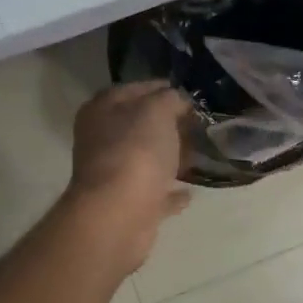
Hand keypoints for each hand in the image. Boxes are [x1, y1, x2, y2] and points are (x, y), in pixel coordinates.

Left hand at [61, 82, 193, 271]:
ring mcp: (113, 176)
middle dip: (169, 125)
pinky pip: (154, 194)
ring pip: (147, 160)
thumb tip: (177, 101)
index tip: (191, 94)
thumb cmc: (135, 152)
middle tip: (200, 124)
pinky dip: (170, 192)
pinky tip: (190, 192)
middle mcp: (102, 141)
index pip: (134, 89)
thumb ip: (170, 99)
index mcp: (102, 111)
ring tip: (201, 154)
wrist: (119, 214)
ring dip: (170, 158)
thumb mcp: (157, 110)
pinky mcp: (128, 206)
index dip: (162, 88)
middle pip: (139, 126)